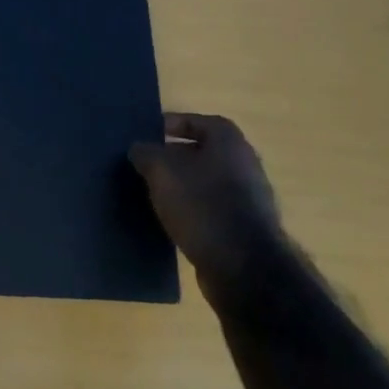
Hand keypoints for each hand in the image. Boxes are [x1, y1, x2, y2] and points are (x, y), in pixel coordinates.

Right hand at [130, 113, 283, 297]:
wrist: (244, 267)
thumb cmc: (201, 204)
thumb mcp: (161, 171)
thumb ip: (145, 153)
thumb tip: (139, 149)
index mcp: (229, 141)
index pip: (197, 121)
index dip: (170, 124)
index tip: (147, 135)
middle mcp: (244, 163)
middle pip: (202, 152)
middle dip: (173, 157)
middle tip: (145, 164)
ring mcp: (249, 198)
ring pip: (206, 182)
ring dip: (182, 185)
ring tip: (153, 192)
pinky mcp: (246, 228)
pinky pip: (212, 208)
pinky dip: (193, 209)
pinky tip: (172, 219)